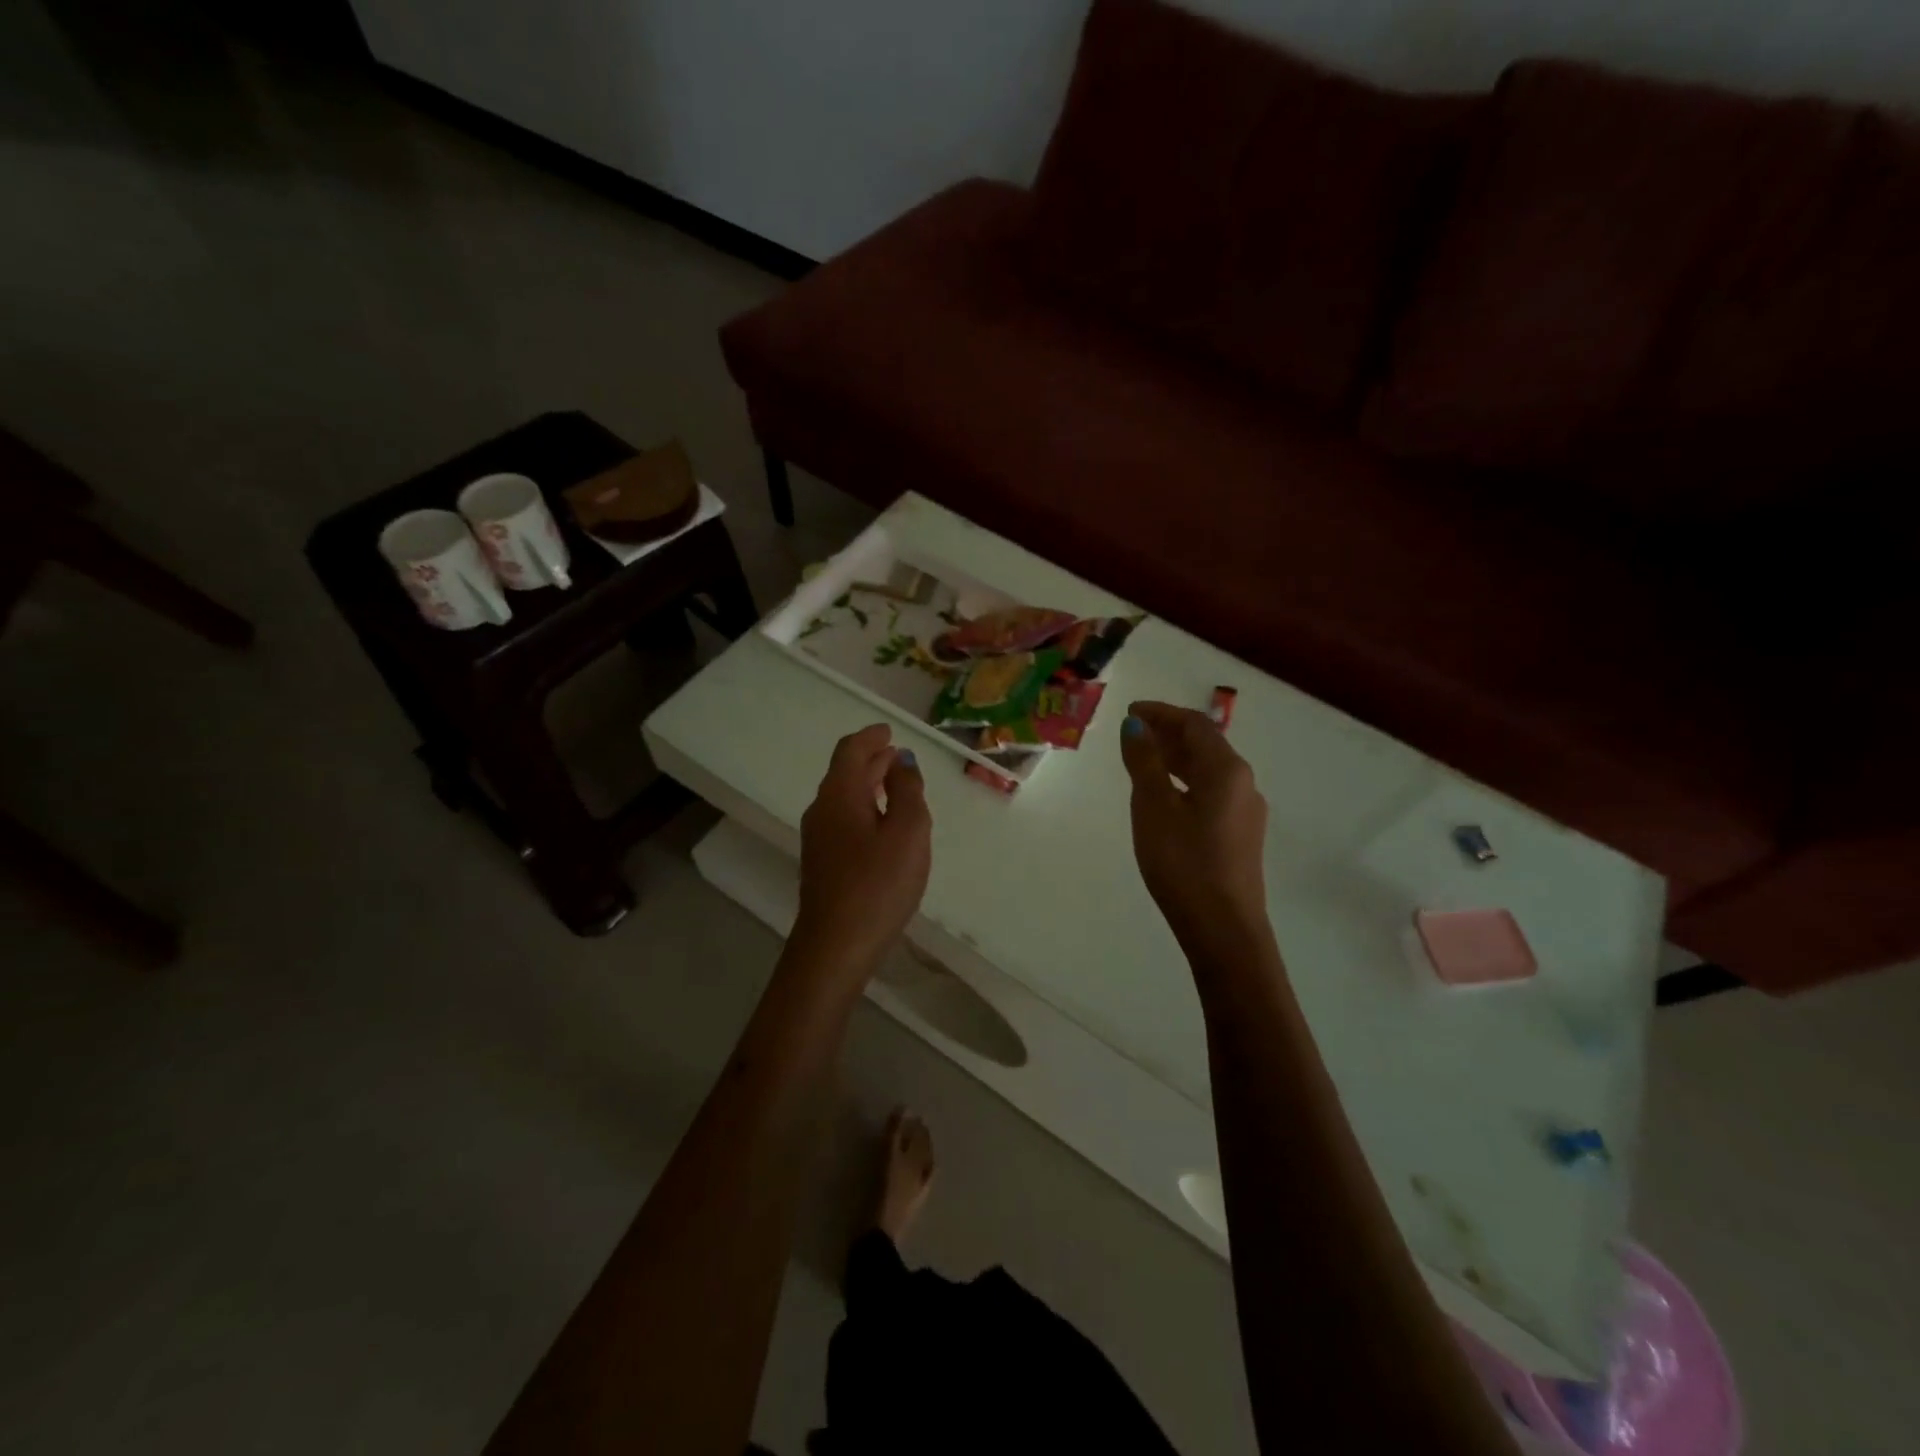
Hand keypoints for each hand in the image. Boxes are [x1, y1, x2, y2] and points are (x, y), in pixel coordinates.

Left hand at [791, 724, 932, 981]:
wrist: (835, 946)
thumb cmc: (877, 884)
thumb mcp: (908, 832)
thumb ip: (907, 791)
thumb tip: (901, 763)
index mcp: (839, 794)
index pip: (851, 751)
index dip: (871, 737)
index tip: (889, 731)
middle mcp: (822, 810)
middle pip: (844, 772)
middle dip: (871, 759)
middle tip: (897, 754)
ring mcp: (818, 838)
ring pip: (843, 797)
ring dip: (868, 784)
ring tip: (895, 783)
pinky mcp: (822, 863)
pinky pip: (843, 819)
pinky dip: (864, 807)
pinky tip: (882, 823)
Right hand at [1119, 701, 1272, 963]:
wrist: (1223, 928)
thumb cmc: (1184, 862)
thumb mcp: (1153, 807)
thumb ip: (1144, 762)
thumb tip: (1135, 726)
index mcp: (1226, 770)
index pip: (1195, 724)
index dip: (1161, 713)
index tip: (1130, 711)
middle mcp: (1244, 784)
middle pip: (1206, 745)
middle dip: (1169, 733)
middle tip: (1133, 732)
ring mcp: (1246, 812)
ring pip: (1209, 771)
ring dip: (1177, 758)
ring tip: (1143, 760)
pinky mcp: (1241, 836)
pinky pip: (1212, 793)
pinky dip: (1185, 781)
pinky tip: (1166, 797)